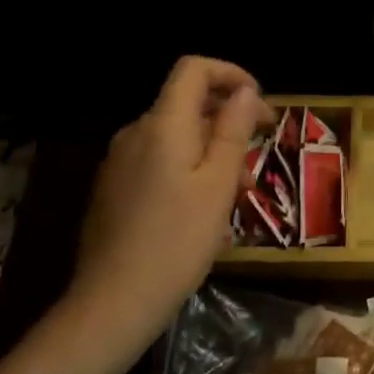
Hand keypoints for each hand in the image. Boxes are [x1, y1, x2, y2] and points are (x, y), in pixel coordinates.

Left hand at [63, 57, 266, 366]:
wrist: (113, 304)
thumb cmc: (177, 241)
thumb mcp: (219, 184)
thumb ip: (233, 130)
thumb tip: (245, 91)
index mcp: (162, 125)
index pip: (193, 69)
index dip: (230, 73)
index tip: (260, 103)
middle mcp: (135, 133)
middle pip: (186, 103)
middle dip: (228, 118)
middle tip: (261, 149)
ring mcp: (119, 162)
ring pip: (175, 136)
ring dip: (212, 148)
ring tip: (238, 190)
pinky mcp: (113, 189)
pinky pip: (158, 160)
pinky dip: (188, 167)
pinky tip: (204, 208)